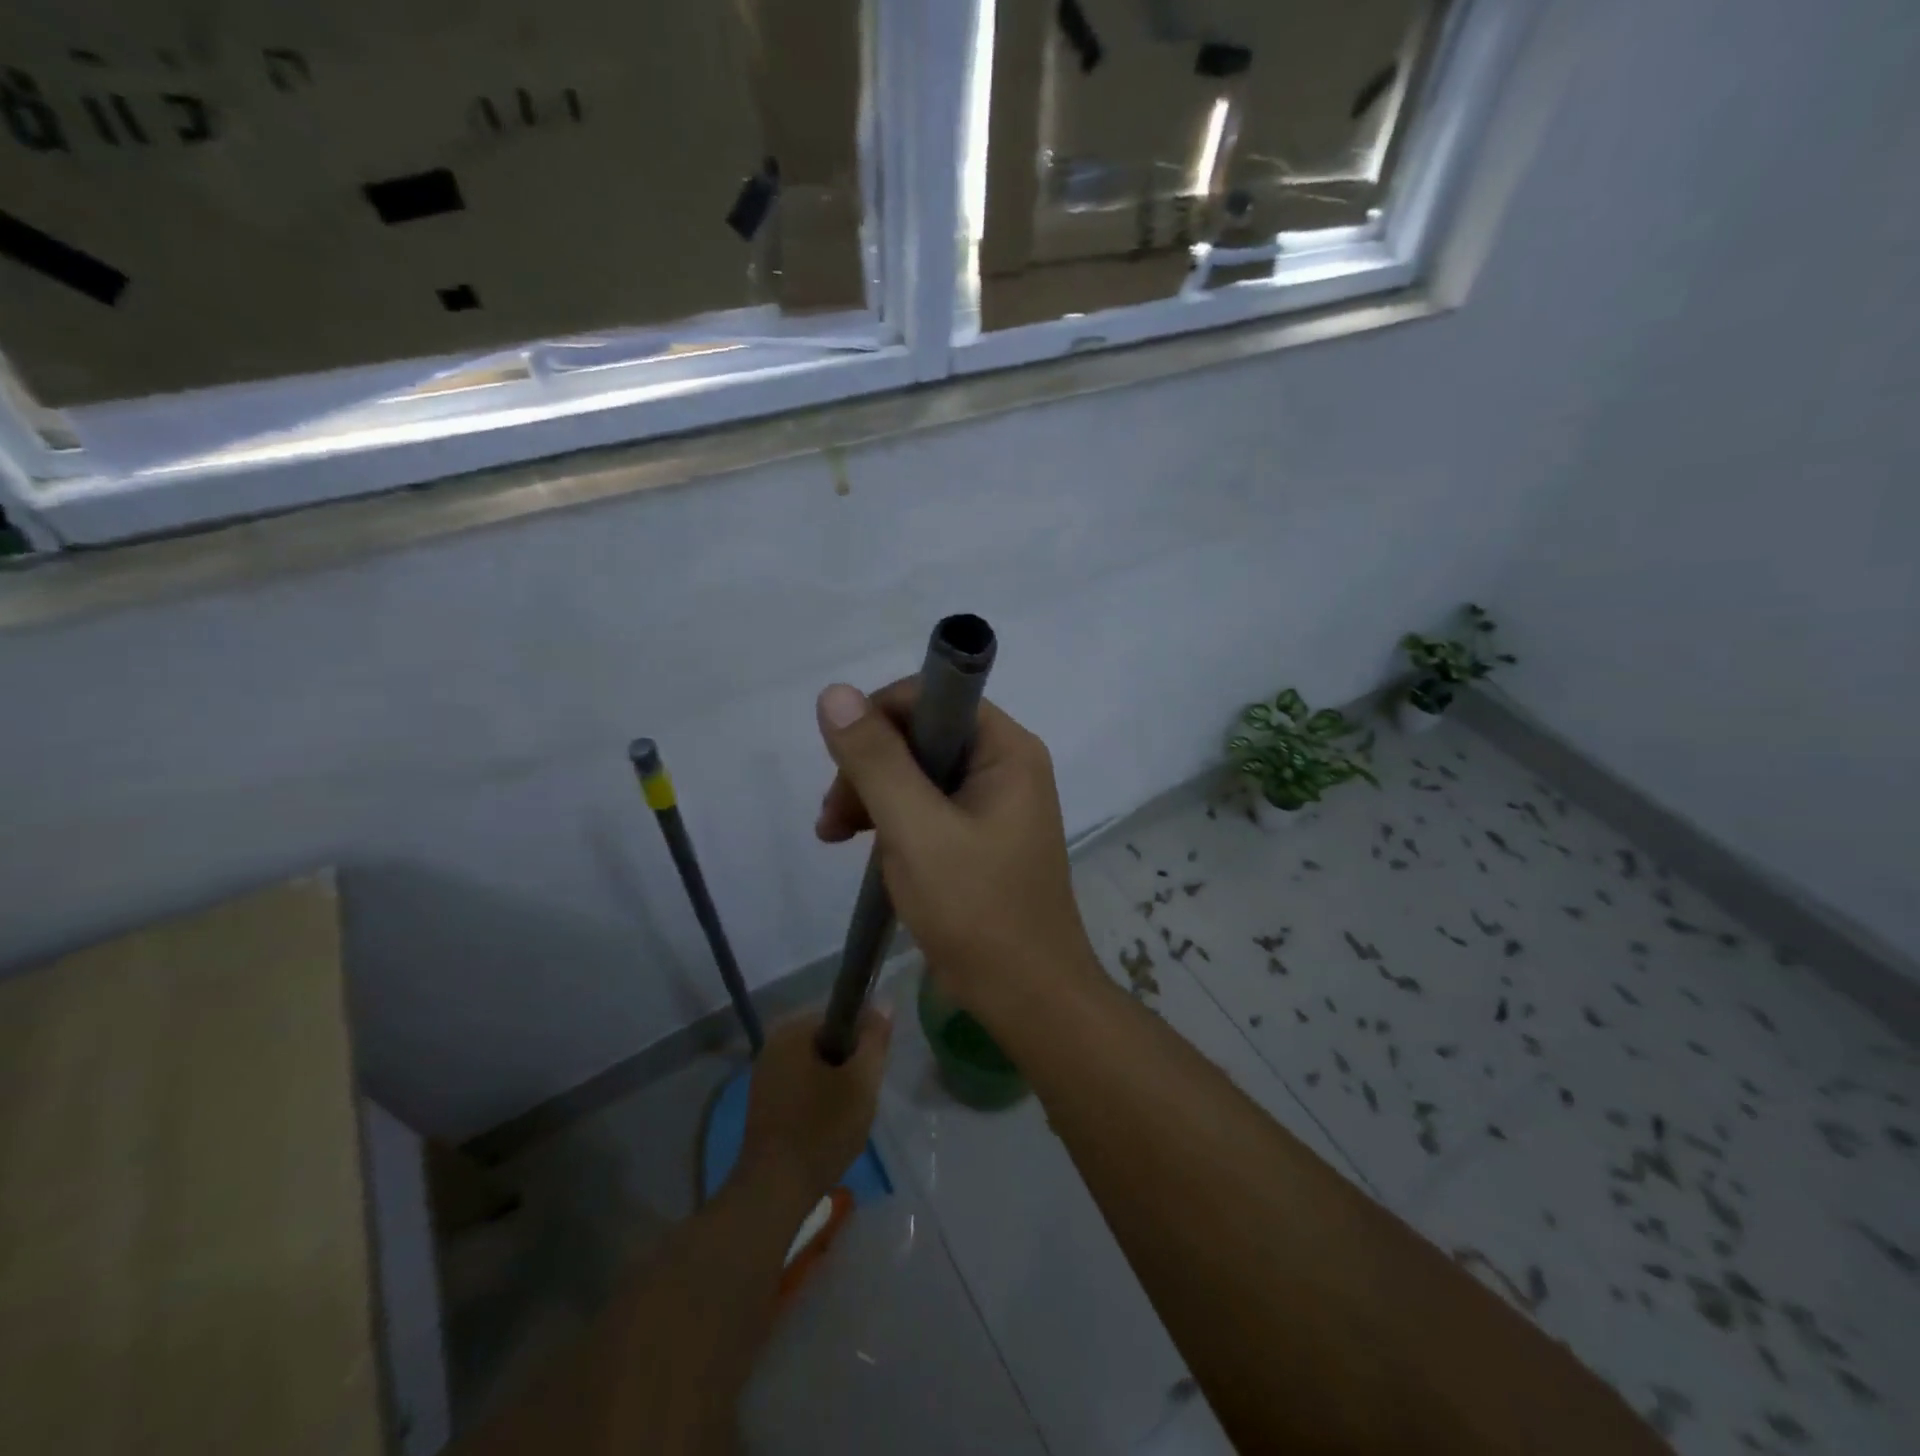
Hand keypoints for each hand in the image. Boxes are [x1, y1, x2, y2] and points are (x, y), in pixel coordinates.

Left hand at [736, 1010, 890, 1213]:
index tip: (872, 1070)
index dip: (864, 1039)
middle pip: (828, 1041)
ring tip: (847, 1115)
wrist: (774, 1191)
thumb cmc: (821, 1129)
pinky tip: (828, 1127)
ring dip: (836, 1085)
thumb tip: (884, 1001)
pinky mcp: (764, 1104)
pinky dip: (819, 1100)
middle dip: (849, 1064)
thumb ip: (875, 1038)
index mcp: (792, 1030)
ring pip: (817, 1067)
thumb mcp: (861, 1081)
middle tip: (862, 1096)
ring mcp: (765, 1075)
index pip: (841, 1015)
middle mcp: (773, 1045)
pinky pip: (802, 1087)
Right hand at [814, 679, 1102, 1027]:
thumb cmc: (977, 909)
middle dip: (869, 768)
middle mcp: (1005, 764)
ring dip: (872, 796)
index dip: (878, 720)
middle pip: (920, 734)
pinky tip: (862, 848)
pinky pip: (927, 807)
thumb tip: (834, 693)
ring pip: (917, 773)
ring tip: (834, 837)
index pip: (932, 697)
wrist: (1027, 997)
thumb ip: (875, 760)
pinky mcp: (980, 835)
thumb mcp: (916, 830)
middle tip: (833, 817)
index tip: (842, 765)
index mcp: (1006, 749)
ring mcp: (994, 802)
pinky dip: (891, 821)